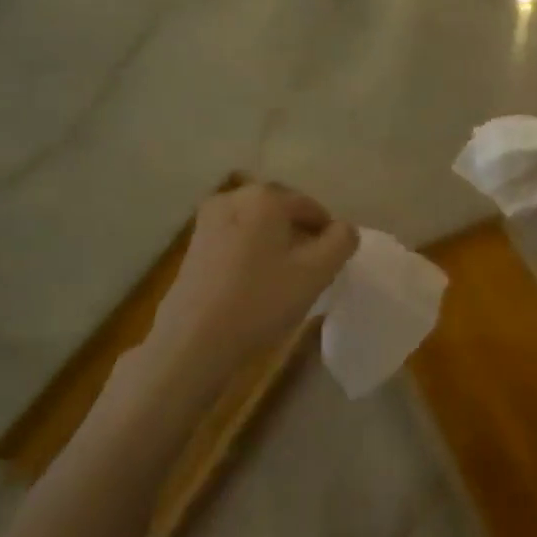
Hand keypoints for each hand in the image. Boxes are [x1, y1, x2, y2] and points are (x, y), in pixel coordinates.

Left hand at [142, 183, 358, 402]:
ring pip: (258, 225)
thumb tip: (343, 229)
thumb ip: (342, 241)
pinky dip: (251, 253)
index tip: (329, 266)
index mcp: (265, 196)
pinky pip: (236, 239)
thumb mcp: (317, 272)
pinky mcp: (194, 244)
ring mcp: (209, 219)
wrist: (193, 339)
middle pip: (282, 212)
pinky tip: (254, 285)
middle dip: (299, 237)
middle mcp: (234, 196)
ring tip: (283, 281)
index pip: (312, 207)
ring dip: (275, 245)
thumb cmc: (261, 300)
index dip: (327, 236)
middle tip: (309, 273)